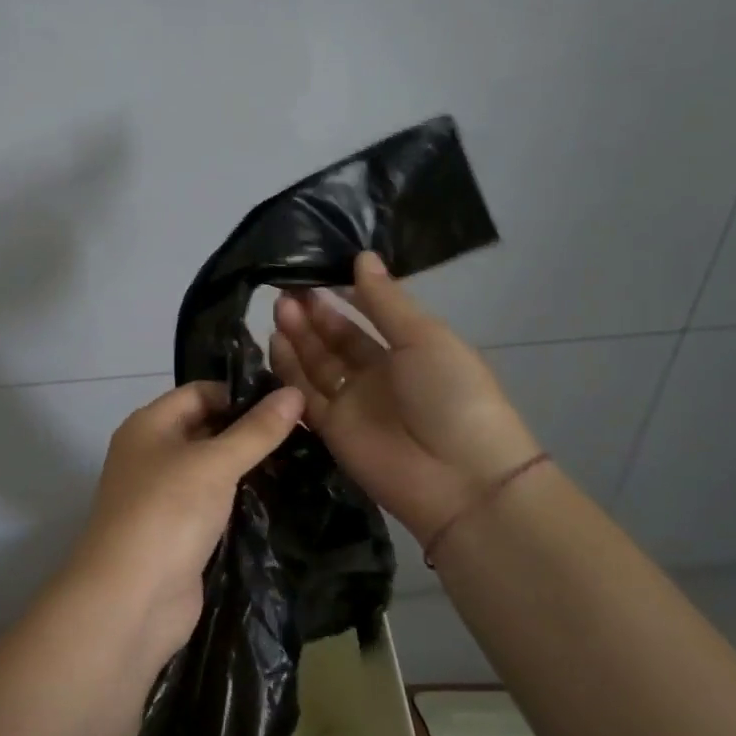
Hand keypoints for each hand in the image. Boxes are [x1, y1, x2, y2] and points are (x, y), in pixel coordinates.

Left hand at [64, 381, 303, 659]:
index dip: (240, 393)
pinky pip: (214, 506)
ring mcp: (164, 498)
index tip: (288, 403)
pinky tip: (279, 500)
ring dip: (248, 469)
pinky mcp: (179, 534)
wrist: (131, 600)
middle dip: (249, 431)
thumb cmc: (168, 512)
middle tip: (305, 433)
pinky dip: (241, 502)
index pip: (199, 392)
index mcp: (149, 426)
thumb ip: (257, 430)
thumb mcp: (215, 462)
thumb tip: (294, 392)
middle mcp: (152, 455)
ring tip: (301, 462)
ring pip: (212, 471)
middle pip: (206, 429)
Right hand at [270, 252, 539, 542]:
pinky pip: (304, 395)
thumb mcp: (424, 338)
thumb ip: (386, 301)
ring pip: (317, 364)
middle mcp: (378, 374)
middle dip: (314, 314)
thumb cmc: (452, 395)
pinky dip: (289, 371)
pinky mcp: (332, 430)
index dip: (343, 294)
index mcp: (409, 349)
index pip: (368, 315)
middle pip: (338, 339)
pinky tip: (274, 342)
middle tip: (286, 289)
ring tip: (279, 308)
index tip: (313, 271)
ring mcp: (354, 403)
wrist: (460, 479)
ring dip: (298, 336)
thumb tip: (362, 256)